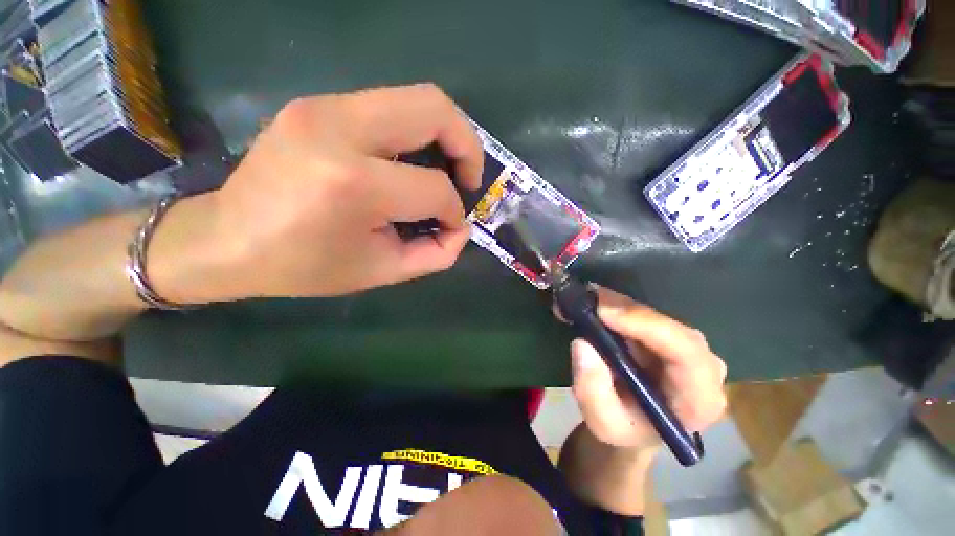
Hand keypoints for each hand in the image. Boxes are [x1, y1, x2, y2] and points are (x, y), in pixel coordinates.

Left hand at [210, 84, 483, 298]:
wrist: (225, 240)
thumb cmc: (304, 266)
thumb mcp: (381, 272)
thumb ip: (436, 255)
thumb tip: (462, 229)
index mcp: (354, 184)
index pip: (433, 188)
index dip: (454, 211)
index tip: (452, 226)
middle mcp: (339, 129)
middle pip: (434, 109)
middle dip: (467, 145)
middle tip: (468, 178)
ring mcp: (324, 107)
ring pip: (415, 98)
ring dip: (444, 134)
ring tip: (446, 168)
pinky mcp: (318, 104)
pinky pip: (389, 107)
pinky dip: (415, 133)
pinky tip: (409, 163)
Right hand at [566, 287, 726, 449]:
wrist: (636, 424)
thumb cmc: (625, 429)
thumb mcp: (602, 423)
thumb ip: (592, 391)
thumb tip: (583, 344)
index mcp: (699, 399)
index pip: (686, 353)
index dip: (646, 325)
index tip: (603, 312)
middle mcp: (703, 367)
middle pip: (670, 327)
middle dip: (625, 310)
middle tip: (586, 301)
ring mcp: (687, 347)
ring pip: (655, 314)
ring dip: (616, 304)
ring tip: (582, 299)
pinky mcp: (669, 334)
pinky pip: (643, 312)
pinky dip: (616, 305)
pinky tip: (593, 303)